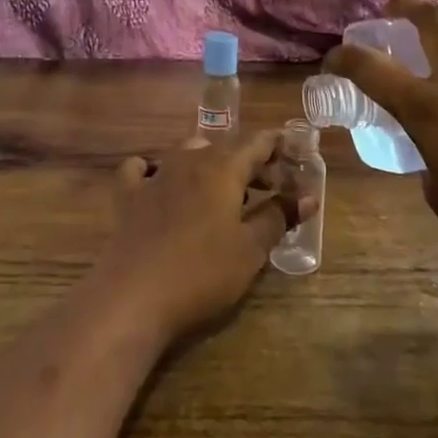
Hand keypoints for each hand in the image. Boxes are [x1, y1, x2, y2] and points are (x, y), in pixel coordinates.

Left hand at [91, 128, 314, 348]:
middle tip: (272, 184)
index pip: (257, 143)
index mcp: (223, 168)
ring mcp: (155, 175)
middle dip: (251, 161)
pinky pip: (140, 169)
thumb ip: (279, 217)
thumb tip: (308, 197)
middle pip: (226, 148)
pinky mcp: (129, 196)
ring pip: (187, 152)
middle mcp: (189, 160)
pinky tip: (156, 179)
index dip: (278, 145)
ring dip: (210, 163)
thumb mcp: (250, 249)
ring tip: (224, 189)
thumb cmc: (202, 271)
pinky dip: (153, 168)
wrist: (134, 295)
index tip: (296, 153)